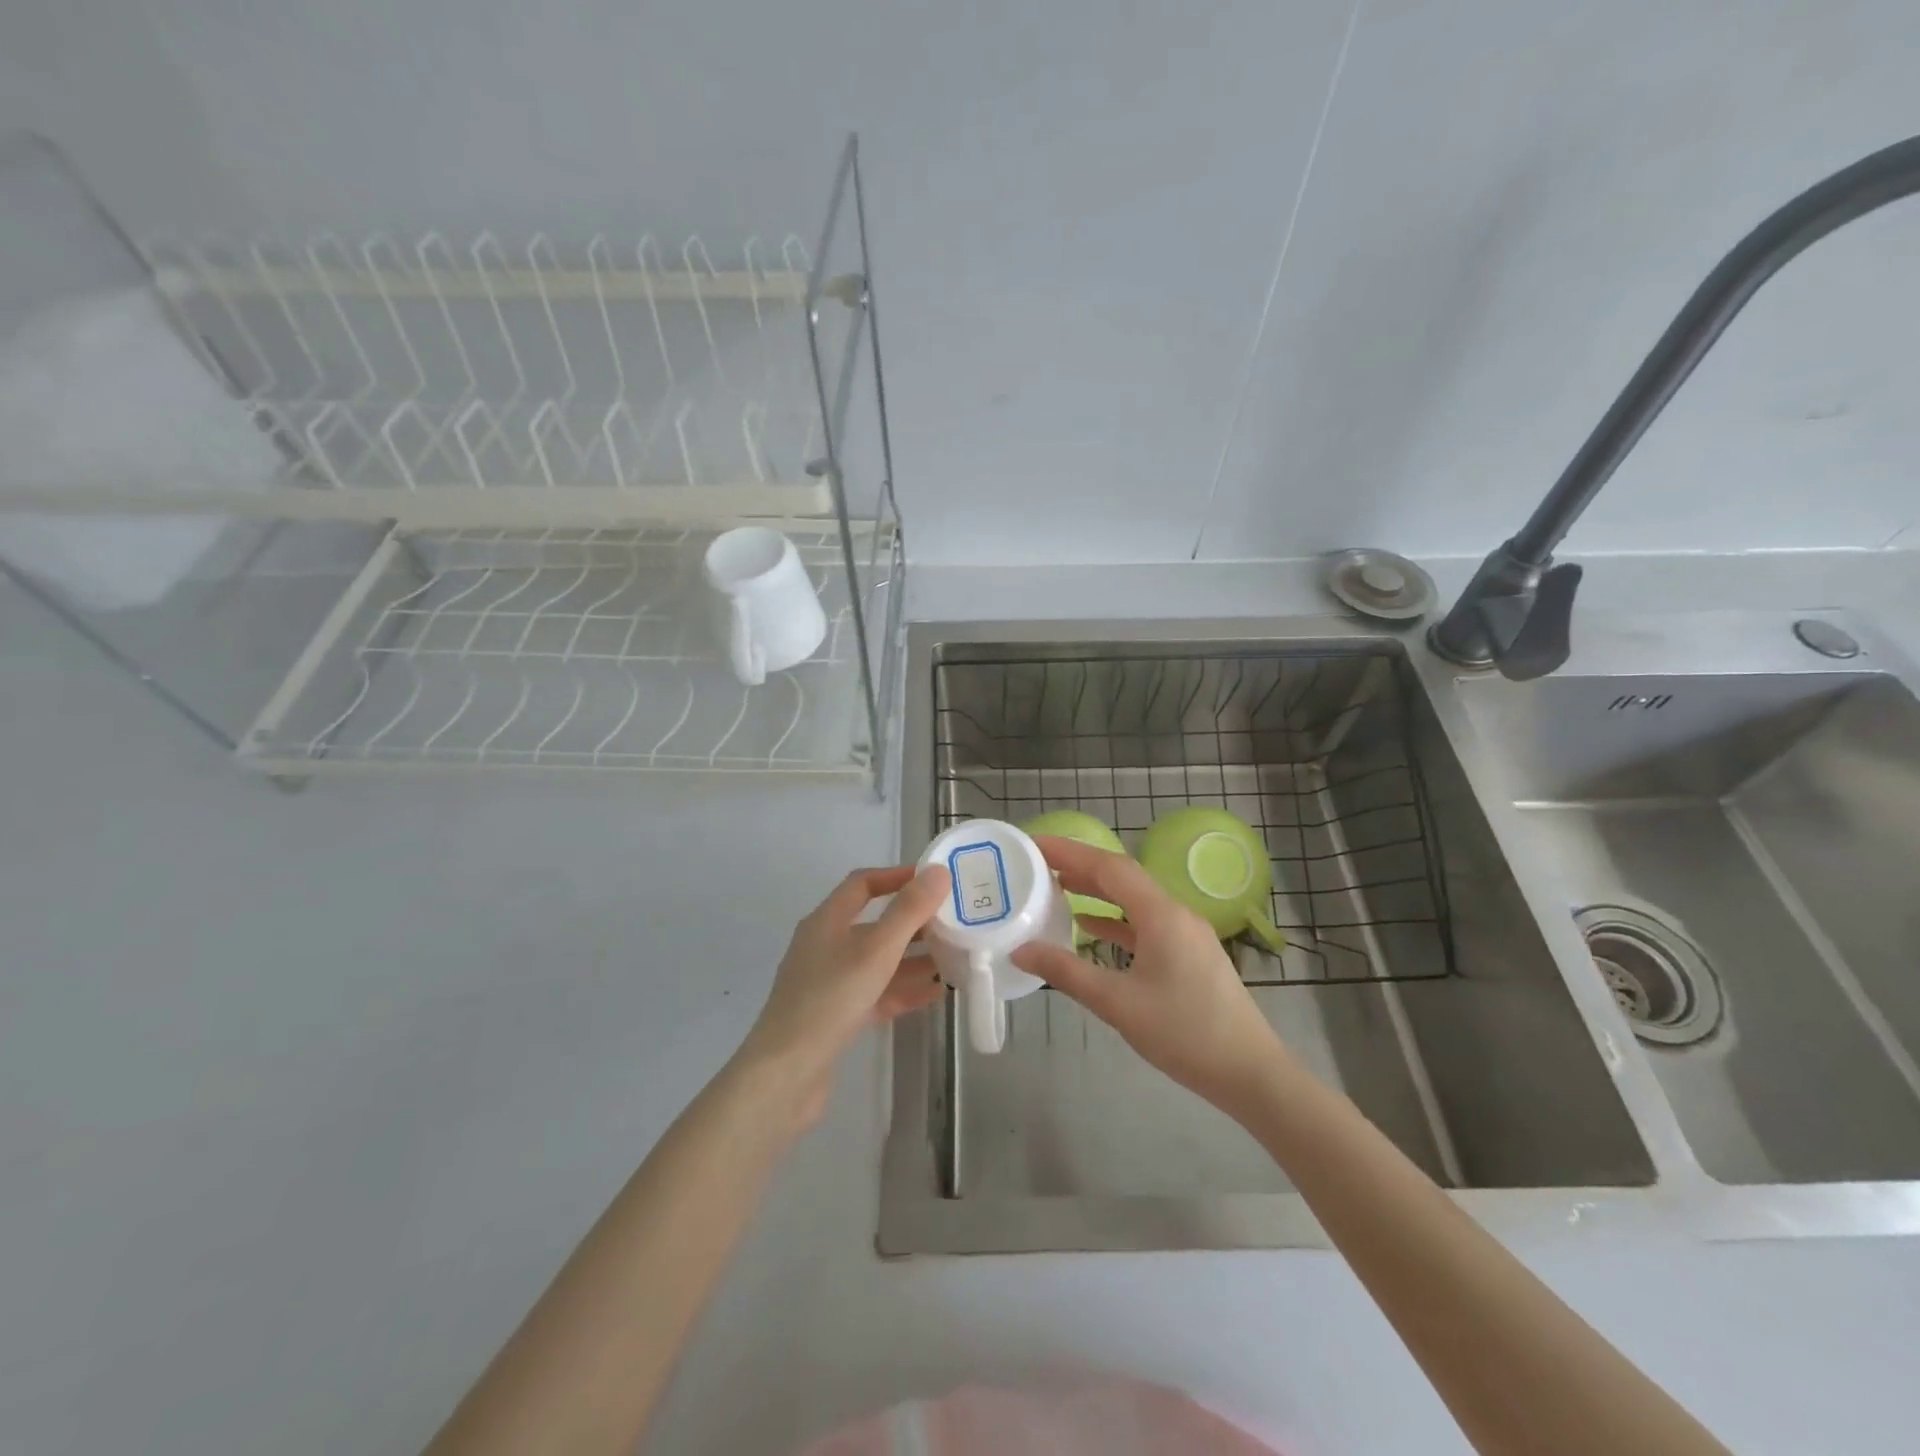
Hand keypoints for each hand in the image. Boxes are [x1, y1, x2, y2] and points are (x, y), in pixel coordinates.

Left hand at [735, 864, 949, 1127]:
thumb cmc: (829, 1000)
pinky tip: (936, 994)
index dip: (897, 877)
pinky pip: (877, 993)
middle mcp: (825, 946)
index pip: (863, 885)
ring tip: (955, 957)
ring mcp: (829, 983)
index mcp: (826, 921)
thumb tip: (938, 872)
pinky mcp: (836, 1017)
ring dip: (914, 959)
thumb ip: (908, 911)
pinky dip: (904, 990)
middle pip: (874, 924)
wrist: (786, 1075)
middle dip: (914, 922)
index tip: (934, 881)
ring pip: (878, 962)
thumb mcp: (875, 950)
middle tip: (954, 922)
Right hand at [1012, 836, 1287, 1115]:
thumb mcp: (1118, 1004)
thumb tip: (1021, 951)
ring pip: (1134, 900)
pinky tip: (1090, 928)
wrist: (1251, 1073)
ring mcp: (1186, 934)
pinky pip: (1145, 923)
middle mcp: (1175, 913)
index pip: (1109, 867)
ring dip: (1097, 891)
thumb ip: (1067, 973)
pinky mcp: (1190, 955)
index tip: (1034, 844)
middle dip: (1079, 866)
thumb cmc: (1185, 1033)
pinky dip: (1115, 919)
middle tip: (1038, 863)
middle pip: (1122, 877)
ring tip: (1056, 887)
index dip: (1069, 851)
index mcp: (1161, 914)